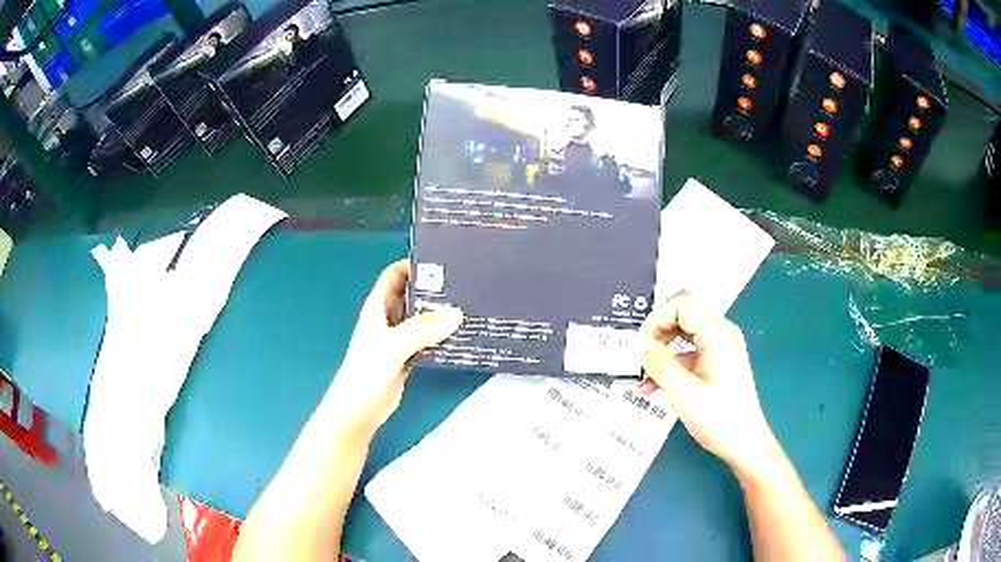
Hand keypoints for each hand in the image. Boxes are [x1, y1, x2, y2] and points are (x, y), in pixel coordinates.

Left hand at [325, 259, 463, 439]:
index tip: (441, 263)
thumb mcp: (394, 345)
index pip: (394, 275)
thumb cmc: (367, 372)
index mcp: (377, 307)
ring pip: (420, 318)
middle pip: (410, 294)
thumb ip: (423, 329)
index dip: (412, 265)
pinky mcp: (406, 357)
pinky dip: (439, 336)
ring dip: (438, 313)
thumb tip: (456, 314)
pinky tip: (459, 336)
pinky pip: (426, 340)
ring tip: (467, 307)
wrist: (359, 410)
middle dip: (432, 288)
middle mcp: (387, 319)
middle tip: (462, 284)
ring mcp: (397, 339)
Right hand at [638, 293, 778, 477]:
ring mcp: (722, 349)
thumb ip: (659, 364)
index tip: (640, 345)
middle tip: (640, 355)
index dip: (656, 319)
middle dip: (658, 332)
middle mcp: (722, 334)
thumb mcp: (683, 392)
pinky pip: (692, 353)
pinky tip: (657, 387)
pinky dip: (674, 364)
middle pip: (684, 315)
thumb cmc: (718, 418)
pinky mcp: (720, 364)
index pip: (682, 305)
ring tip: (644, 378)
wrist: (745, 444)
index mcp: (717, 334)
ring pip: (686, 335)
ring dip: (663, 351)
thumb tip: (641, 346)